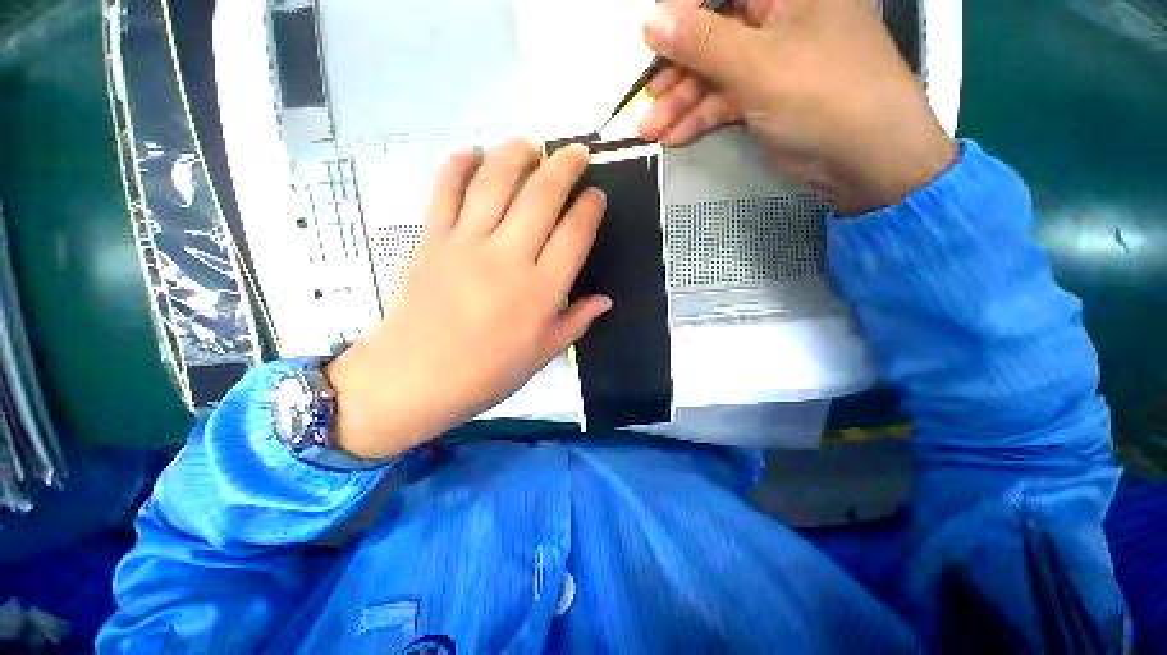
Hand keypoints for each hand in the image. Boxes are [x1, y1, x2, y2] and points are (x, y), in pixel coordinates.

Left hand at [324, 141, 610, 459]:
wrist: (416, 377)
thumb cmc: (488, 373)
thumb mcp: (543, 354)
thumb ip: (576, 321)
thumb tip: (605, 300)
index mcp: (540, 291)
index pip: (574, 235)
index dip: (590, 209)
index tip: (596, 196)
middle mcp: (508, 257)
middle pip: (541, 197)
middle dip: (564, 167)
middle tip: (575, 153)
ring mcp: (467, 243)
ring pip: (496, 182)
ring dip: (517, 155)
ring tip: (531, 145)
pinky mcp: (433, 239)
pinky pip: (446, 191)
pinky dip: (459, 166)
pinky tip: (473, 153)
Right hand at [638, 0, 957, 213]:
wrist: (864, 160)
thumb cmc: (823, 95)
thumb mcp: (757, 65)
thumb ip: (702, 41)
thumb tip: (652, 21)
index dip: (682, 11)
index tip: (650, 40)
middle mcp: (778, 17)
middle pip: (712, 32)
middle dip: (675, 68)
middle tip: (647, 98)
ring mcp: (770, 60)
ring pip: (713, 73)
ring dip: (680, 102)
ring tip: (650, 130)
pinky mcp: (764, 97)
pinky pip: (723, 101)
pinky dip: (698, 119)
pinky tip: (674, 137)